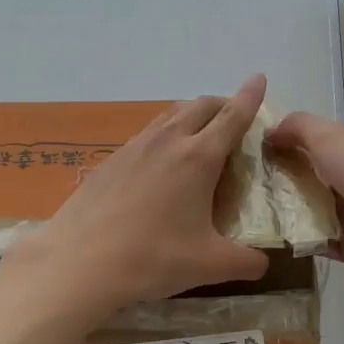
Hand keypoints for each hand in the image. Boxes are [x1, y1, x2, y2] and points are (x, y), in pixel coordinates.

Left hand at [1, 76, 272, 323]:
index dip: (250, 97)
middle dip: (221, 105)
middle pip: (199, 106)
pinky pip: (144, 137)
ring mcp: (133, 148)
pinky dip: (162, 138)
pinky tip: (157, 164)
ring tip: (197, 135)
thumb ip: (245, 262)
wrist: (80, 263)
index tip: (259, 78)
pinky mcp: (108, 163)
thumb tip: (263, 265)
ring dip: (189, 117)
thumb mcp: (210, 265)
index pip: (232, 117)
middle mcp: (167, 142)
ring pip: (168, 117)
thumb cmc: (153, 259)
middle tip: (233, 117)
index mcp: (199, 157)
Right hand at [265, 112, 343, 286]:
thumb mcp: (329, 136)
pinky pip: (317, 237)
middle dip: (288, 175)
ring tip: (253, 205)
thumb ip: (297, 127)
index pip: (329, 139)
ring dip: (289, 206)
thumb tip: (269, 131)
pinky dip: (297, 236)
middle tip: (251, 179)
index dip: (296, 140)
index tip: (262, 148)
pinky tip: (269, 232)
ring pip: (316, 206)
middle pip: (319, 173)